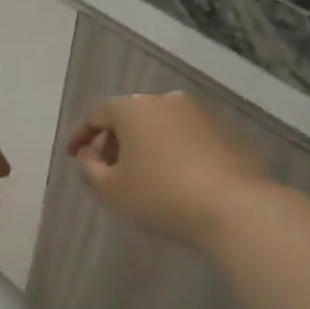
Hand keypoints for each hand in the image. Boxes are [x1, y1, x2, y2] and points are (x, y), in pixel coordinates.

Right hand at [66, 92, 264, 247]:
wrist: (235, 207)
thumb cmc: (161, 196)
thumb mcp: (111, 190)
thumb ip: (90, 169)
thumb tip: (90, 154)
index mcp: (134, 108)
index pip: (98, 114)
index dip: (81, 135)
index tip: (74, 156)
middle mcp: (167, 101)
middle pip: (131, 117)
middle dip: (114, 141)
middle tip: (108, 169)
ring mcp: (201, 114)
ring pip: (161, 126)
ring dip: (146, 146)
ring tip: (142, 177)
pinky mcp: (226, 132)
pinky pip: (187, 138)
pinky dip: (173, 152)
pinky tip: (175, 180)